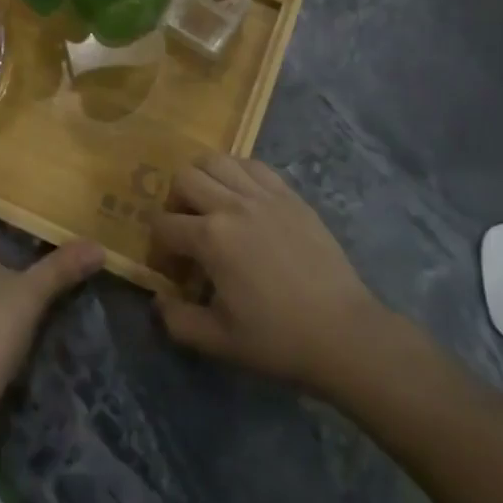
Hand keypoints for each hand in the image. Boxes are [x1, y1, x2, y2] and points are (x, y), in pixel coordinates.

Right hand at [149, 154, 414, 397]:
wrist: (343, 333)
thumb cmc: (278, 339)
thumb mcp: (218, 342)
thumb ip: (177, 321)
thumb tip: (159, 301)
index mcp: (211, 238)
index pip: (163, 225)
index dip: (159, 247)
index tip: (172, 270)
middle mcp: (232, 204)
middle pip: (184, 178)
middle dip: (174, 203)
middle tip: (186, 231)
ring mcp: (263, 194)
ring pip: (216, 160)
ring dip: (203, 179)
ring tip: (211, 206)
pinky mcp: (289, 194)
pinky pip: (252, 164)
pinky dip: (237, 172)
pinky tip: (241, 197)